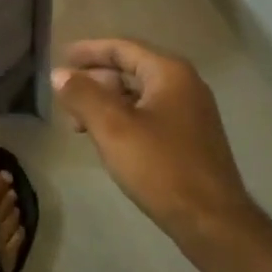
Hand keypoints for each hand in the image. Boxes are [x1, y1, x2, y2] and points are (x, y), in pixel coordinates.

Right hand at [53, 38, 254, 247]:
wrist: (213, 223)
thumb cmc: (161, 167)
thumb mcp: (113, 128)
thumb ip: (83, 95)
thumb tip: (59, 74)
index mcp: (169, 72)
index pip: (122, 48)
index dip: (88, 51)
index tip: (61, 57)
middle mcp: (184, 84)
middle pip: (130, 69)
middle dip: (95, 80)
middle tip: (65, 95)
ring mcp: (191, 112)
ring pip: (139, 95)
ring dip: (106, 103)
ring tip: (78, 122)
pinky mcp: (191, 138)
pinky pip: (149, 115)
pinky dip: (123, 119)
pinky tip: (107, 139)